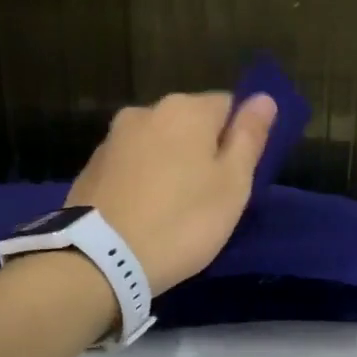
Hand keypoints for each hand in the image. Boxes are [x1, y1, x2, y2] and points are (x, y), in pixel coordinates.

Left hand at [67, 91, 275, 291]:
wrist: (102, 258)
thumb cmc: (183, 221)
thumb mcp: (233, 184)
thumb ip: (249, 137)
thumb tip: (264, 98)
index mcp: (187, 109)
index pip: (229, 105)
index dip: (240, 138)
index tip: (239, 175)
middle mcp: (146, 111)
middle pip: (190, 123)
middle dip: (204, 150)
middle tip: (212, 197)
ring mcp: (113, 138)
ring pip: (159, 144)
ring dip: (172, 165)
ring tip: (176, 208)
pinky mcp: (92, 167)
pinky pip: (132, 165)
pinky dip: (145, 180)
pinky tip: (147, 212)